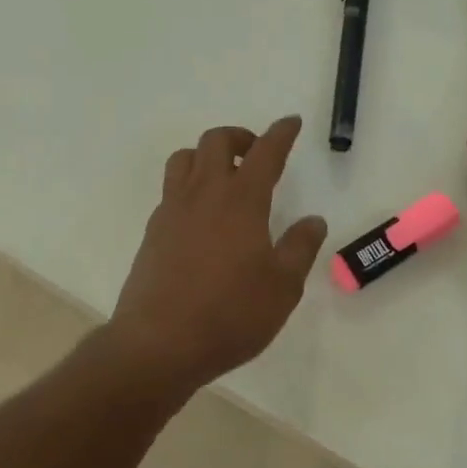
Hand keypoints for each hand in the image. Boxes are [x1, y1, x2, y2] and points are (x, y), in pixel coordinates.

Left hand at [107, 116, 328, 389]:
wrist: (158, 345)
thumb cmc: (230, 314)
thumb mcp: (283, 286)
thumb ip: (300, 247)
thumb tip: (313, 220)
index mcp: (241, 201)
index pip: (265, 152)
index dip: (281, 133)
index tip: (291, 122)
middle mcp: (204, 195)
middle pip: (215, 141)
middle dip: (240, 137)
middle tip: (257, 155)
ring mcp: (172, 211)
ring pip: (184, 159)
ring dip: (207, 156)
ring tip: (225, 178)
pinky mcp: (153, 233)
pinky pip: (170, 190)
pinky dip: (190, 186)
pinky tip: (202, 217)